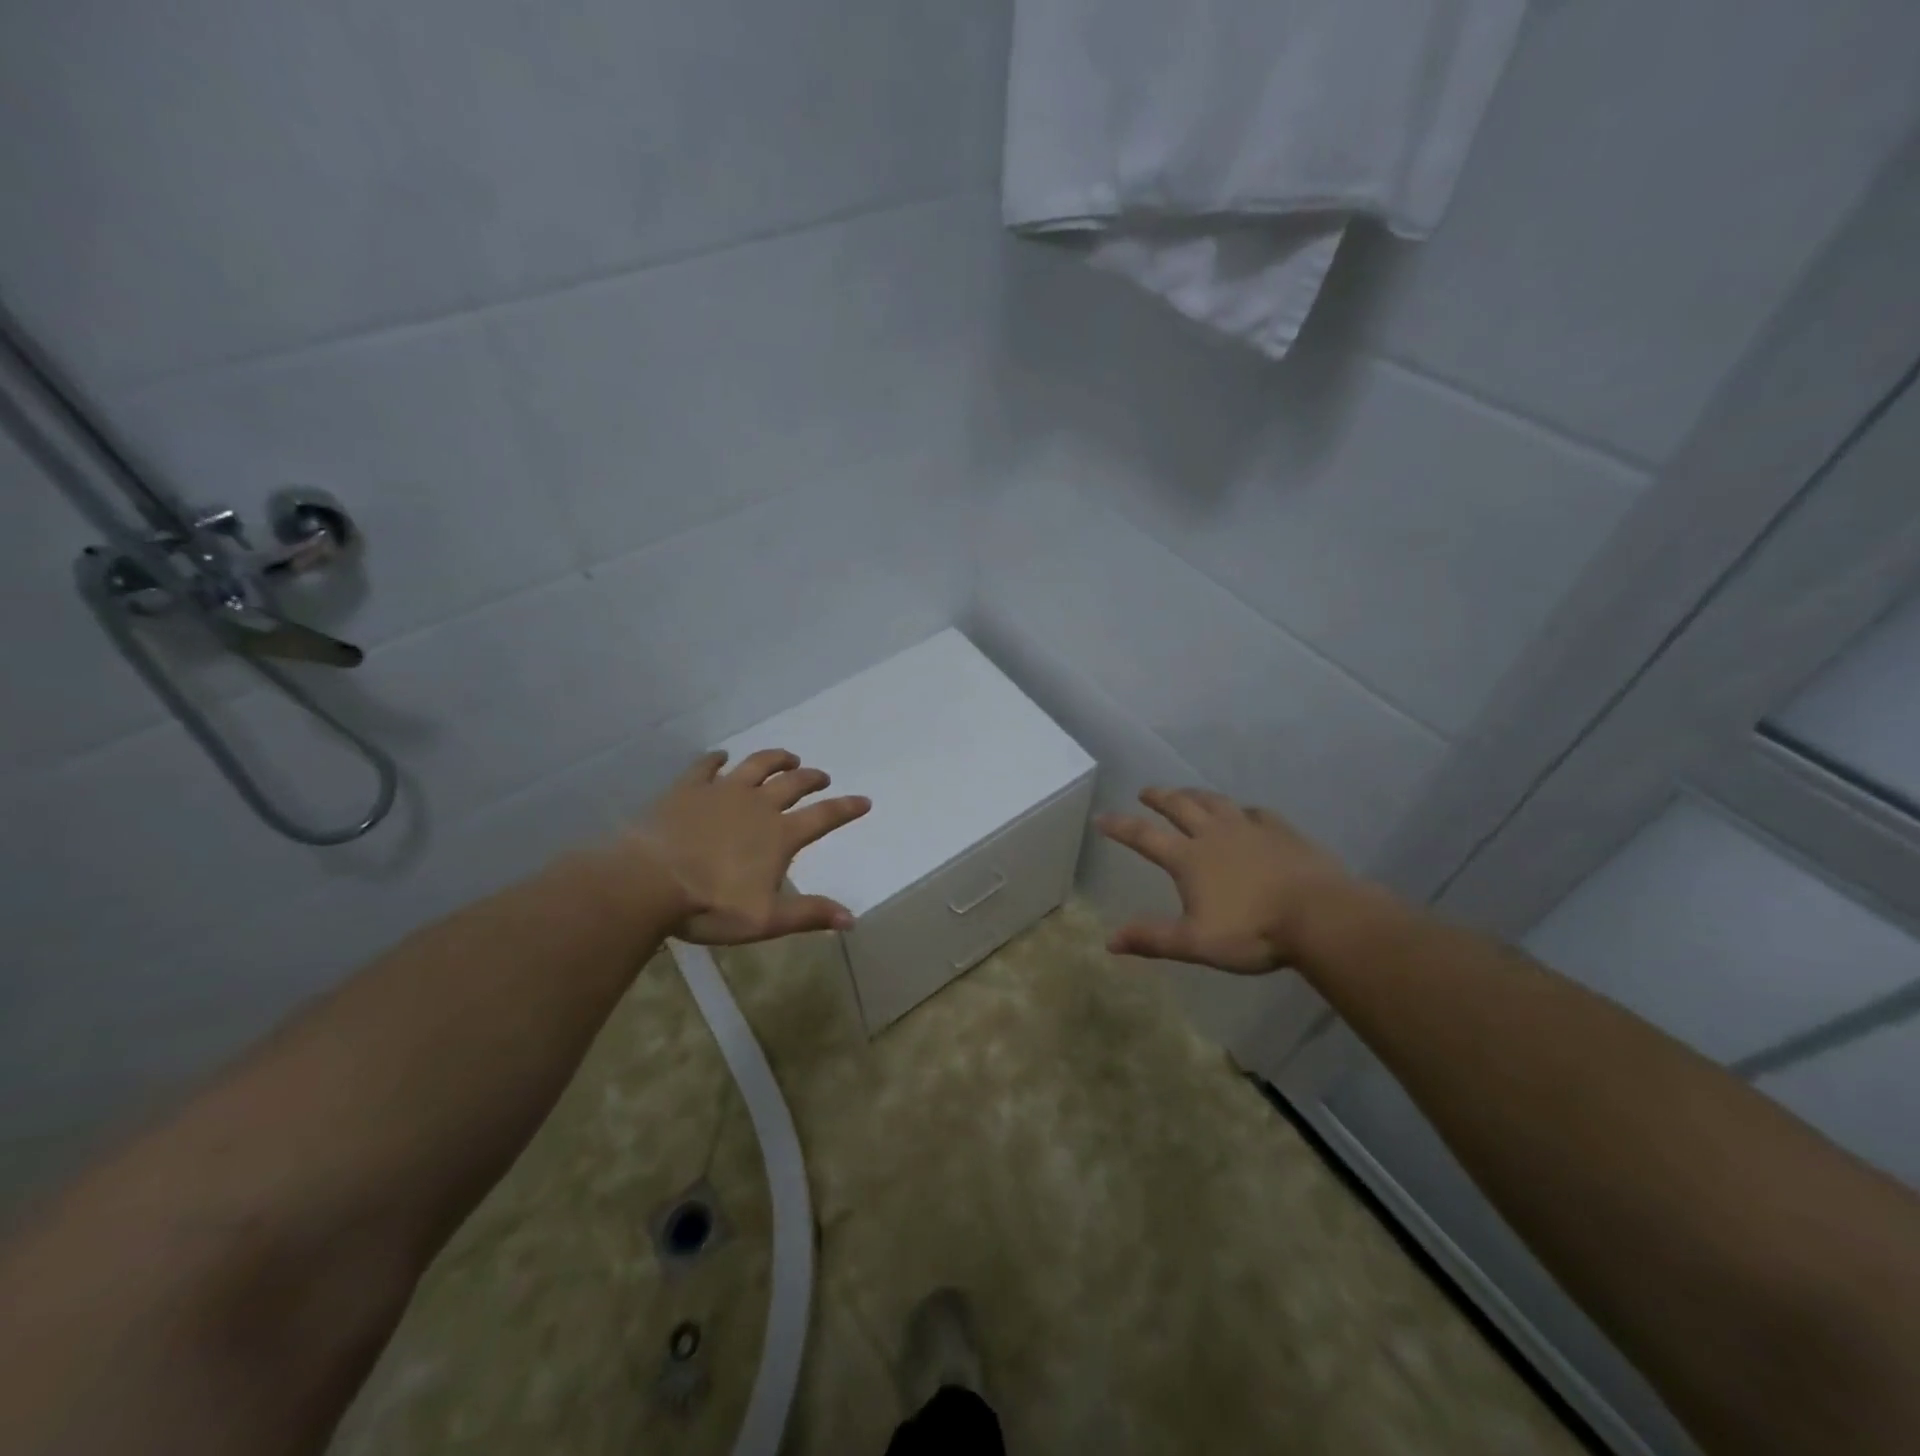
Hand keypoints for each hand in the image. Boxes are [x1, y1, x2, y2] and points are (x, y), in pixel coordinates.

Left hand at [613, 747, 870, 944]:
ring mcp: (722, 791)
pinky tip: (722, 756)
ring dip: (776, 759)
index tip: (864, 801)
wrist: (648, 882)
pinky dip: (717, 759)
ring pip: (757, 765)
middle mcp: (758, 804)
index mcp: (780, 835)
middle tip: (821, 777)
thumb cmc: (710, 905)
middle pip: (793, 783)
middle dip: (812, 778)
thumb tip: (852, 919)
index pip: (824, 816)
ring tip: (788, 757)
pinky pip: (707, 766)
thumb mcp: (765, 919)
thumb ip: (809, 914)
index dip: (846, 808)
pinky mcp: (688, 788)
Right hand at [1096, 787, 1366, 973]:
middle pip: (1180, 807)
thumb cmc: (1253, 931)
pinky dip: (1243, 810)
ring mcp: (1251, 829)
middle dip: (1160, 798)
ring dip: (1196, 795)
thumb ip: (1152, 939)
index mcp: (1189, 858)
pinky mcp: (1282, 832)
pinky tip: (1245, 813)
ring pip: (1216, 803)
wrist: (1320, 916)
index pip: (1144, 836)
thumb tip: (1109, 942)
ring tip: (1187, 793)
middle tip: (1146, 792)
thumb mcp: (1195, 942)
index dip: (1120, 826)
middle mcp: (1215, 835)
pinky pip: (1256, 813)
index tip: (1101, 817)